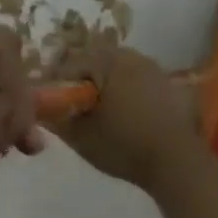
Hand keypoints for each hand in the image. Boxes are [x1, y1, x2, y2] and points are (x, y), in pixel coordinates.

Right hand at [47, 40, 202, 191]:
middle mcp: (131, 56)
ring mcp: (154, 67)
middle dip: (82, 83)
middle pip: (95, 63)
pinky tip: (126, 116)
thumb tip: (40, 109)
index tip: (54, 107)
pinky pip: (137, 80)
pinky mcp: (169, 83)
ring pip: (117, 70)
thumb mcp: (80, 137)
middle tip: (76, 110)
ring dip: (105, 86)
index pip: (69, 65)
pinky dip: (126, 92)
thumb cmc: (124, 145)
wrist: (177, 162)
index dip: (57, 86)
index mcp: (107, 62)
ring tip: (102, 114)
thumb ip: (56, 119)